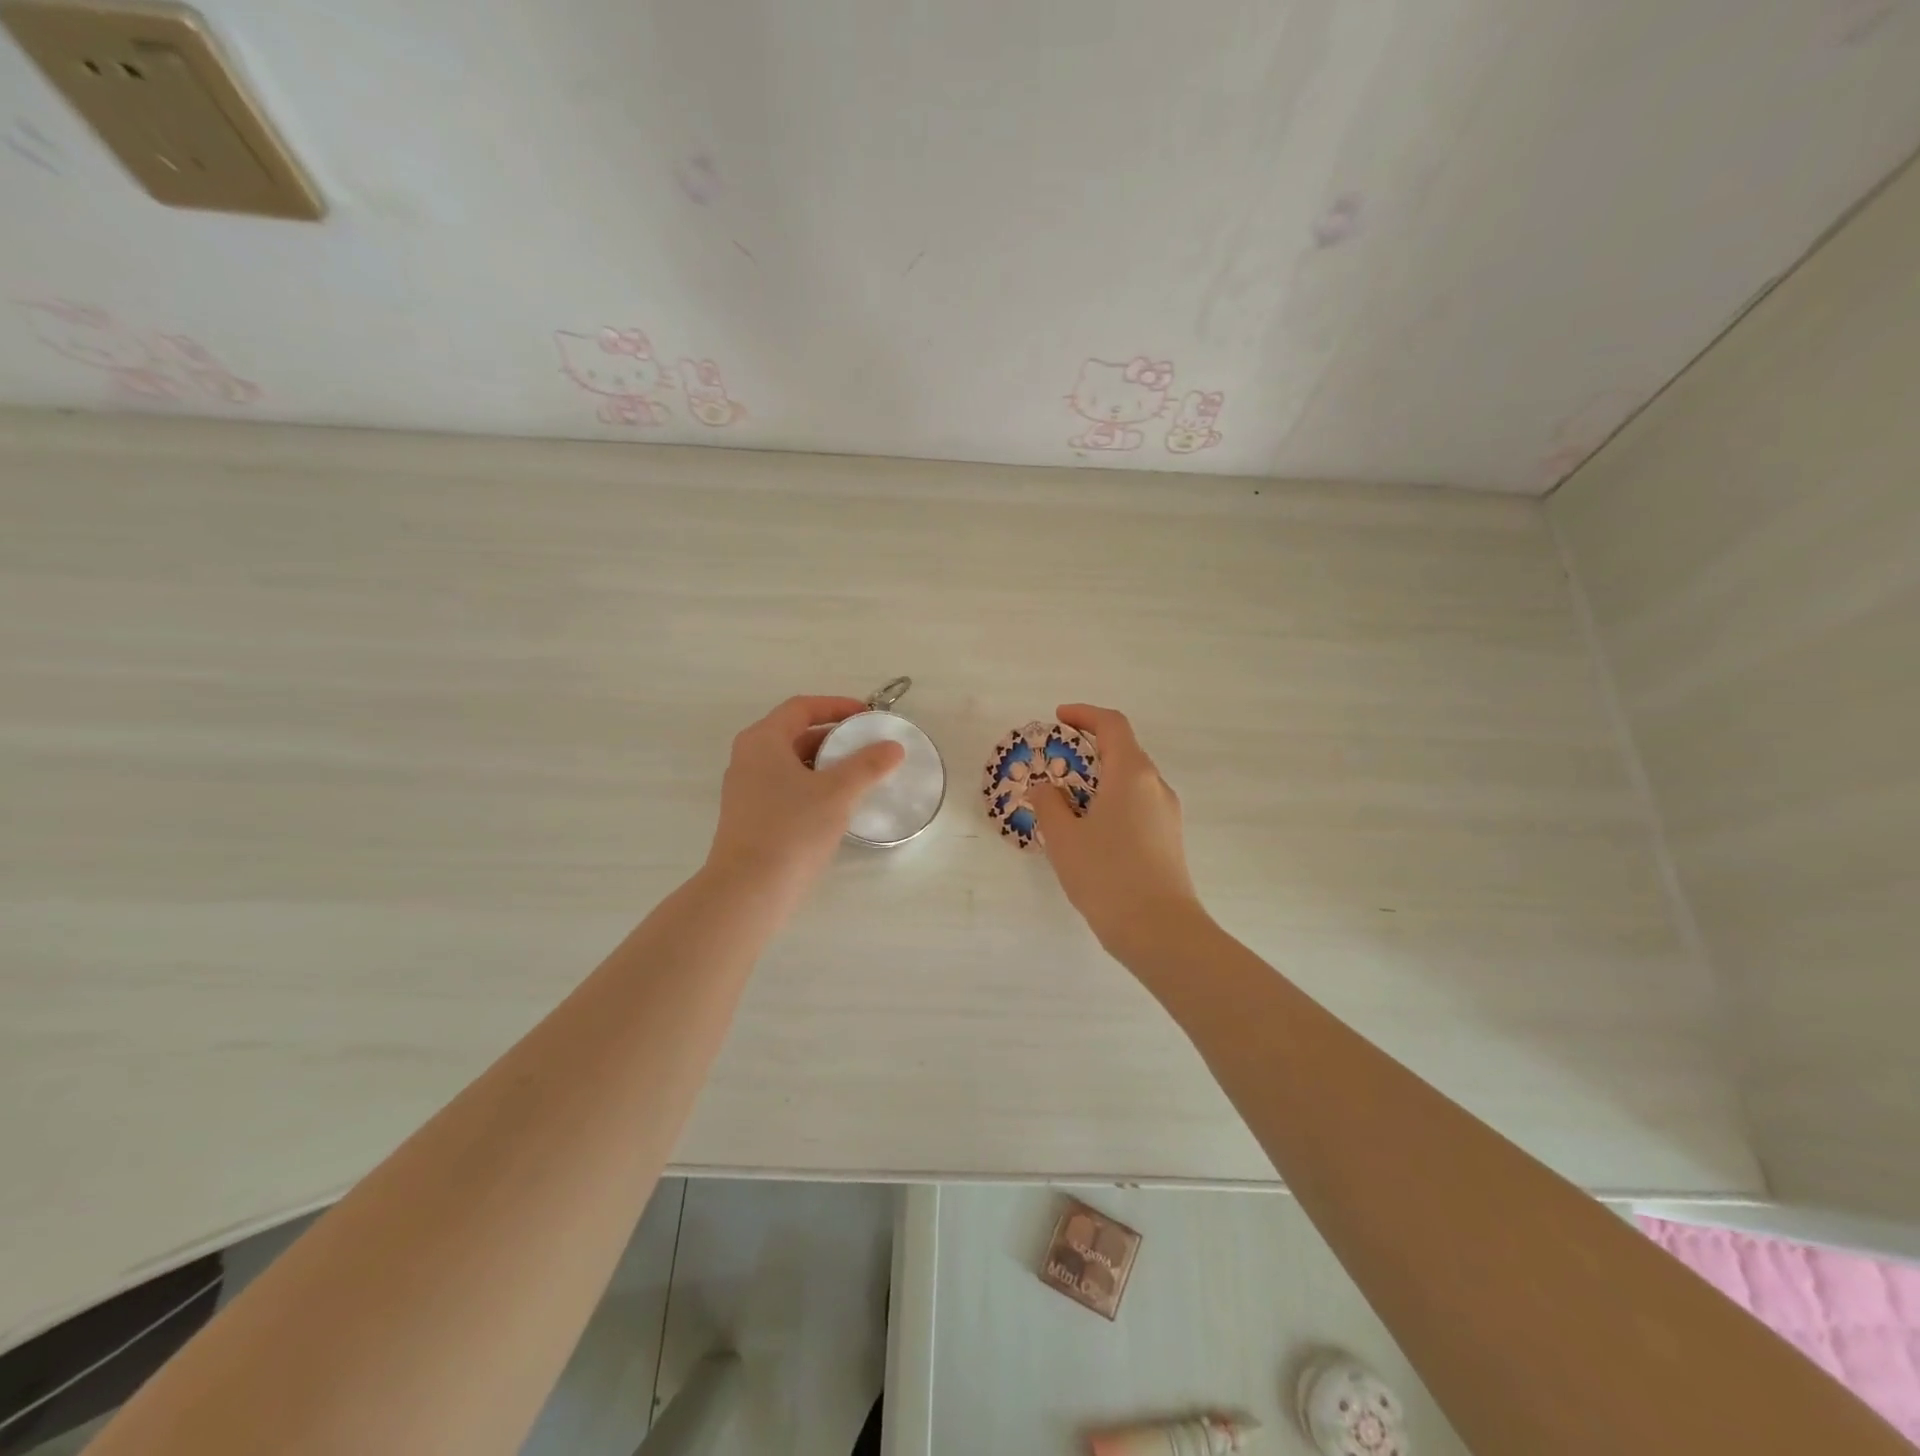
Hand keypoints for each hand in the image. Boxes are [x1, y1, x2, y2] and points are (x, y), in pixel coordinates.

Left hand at [706, 695, 904, 895]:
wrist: (749, 891)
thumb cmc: (792, 829)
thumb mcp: (838, 792)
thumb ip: (868, 765)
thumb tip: (894, 747)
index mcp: (763, 740)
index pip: (802, 707)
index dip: (837, 706)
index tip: (868, 716)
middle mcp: (748, 758)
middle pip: (795, 733)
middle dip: (834, 737)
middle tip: (868, 746)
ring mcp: (745, 789)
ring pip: (792, 764)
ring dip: (825, 764)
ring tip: (859, 776)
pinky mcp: (750, 817)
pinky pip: (786, 788)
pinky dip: (813, 786)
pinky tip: (837, 806)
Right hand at [1031, 704, 1207, 956]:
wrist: (1160, 931)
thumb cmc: (1107, 875)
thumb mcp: (1064, 837)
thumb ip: (1049, 804)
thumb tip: (1046, 788)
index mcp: (1131, 773)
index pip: (1112, 725)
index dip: (1084, 715)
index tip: (1058, 718)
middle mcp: (1155, 786)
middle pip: (1123, 751)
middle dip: (1087, 750)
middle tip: (1054, 765)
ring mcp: (1167, 813)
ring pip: (1130, 781)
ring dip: (1099, 780)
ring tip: (1066, 802)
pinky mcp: (1169, 839)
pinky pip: (1137, 805)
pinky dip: (1111, 802)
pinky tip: (1090, 831)